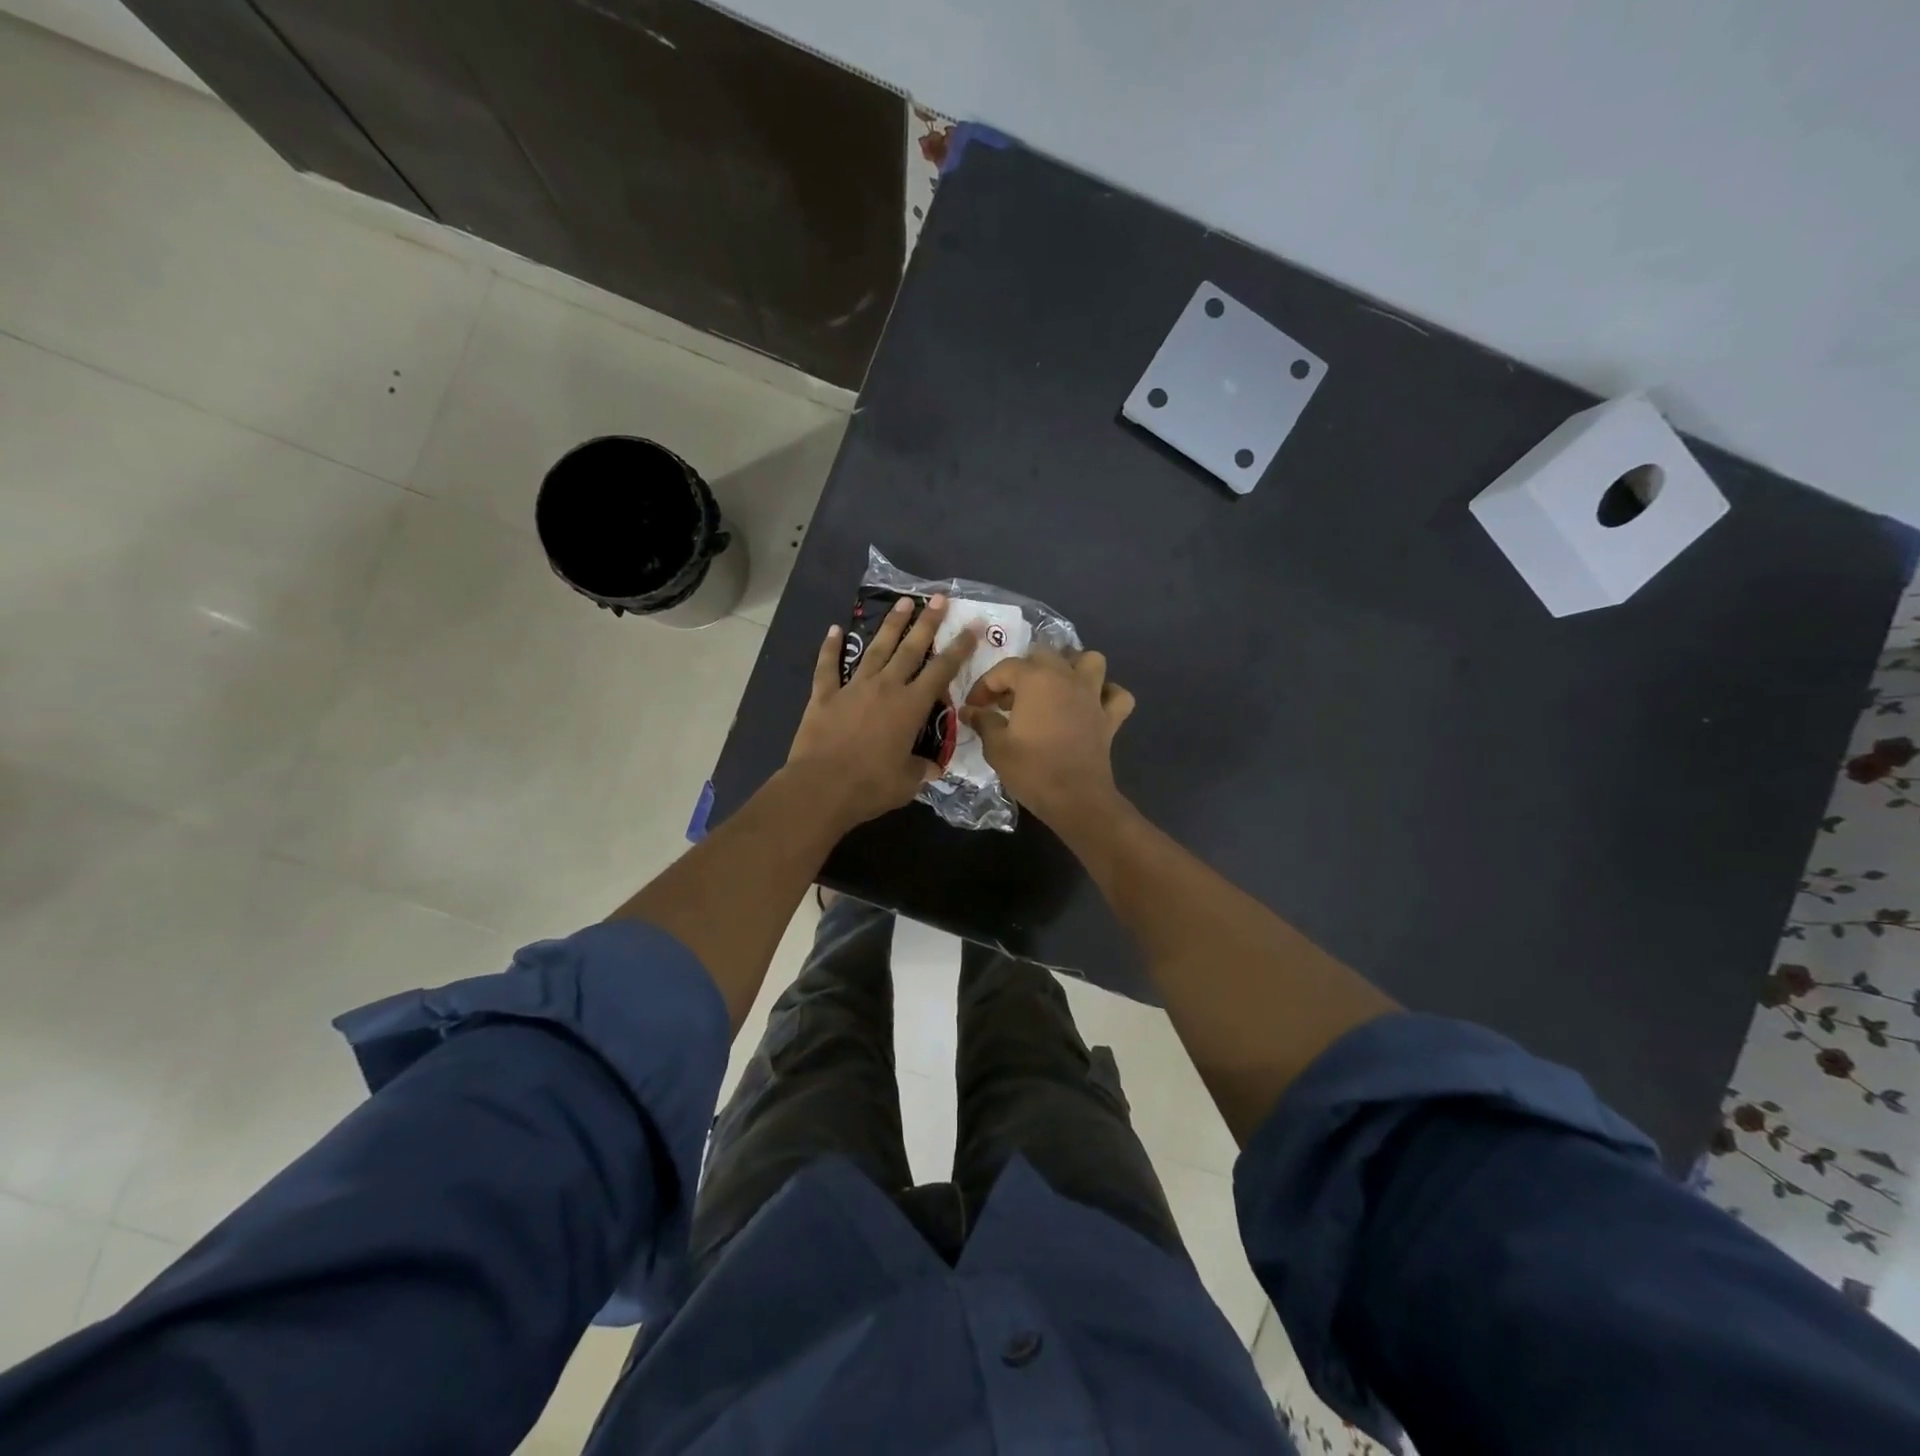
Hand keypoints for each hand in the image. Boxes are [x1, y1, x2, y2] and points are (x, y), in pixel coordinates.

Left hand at [785, 594, 975, 831]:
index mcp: (911, 707)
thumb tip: (932, 767)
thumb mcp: (907, 782)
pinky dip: (829, 648)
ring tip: (903, 603)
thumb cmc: (870, 786)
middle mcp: (886, 688)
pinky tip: (833, 630)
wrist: (821, 787)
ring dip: (890, 625)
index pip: (942, 671)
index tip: (972, 627)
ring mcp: (853, 688)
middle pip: (911, 649)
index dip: (960, 648)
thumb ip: (921, 769)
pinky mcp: (824, 695)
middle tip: (939, 598)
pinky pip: (827, 666)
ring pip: (876, 649)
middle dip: (927, 622)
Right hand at [961, 648, 1134, 825]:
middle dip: (1022, 672)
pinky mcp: (1110, 717)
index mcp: (1036, 679)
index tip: (974, 706)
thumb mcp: (996, 747)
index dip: (985, 685)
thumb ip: (983, 721)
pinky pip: (1116, 695)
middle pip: (1044, 655)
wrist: (1075, 799)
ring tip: (1054, 686)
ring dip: (1072, 667)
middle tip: (1008, 699)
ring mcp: (1093, 695)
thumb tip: (970, 710)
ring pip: (1090, 661)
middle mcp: (1067, 677)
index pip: (1004, 669)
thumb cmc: (1032, 770)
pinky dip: (1106, 694)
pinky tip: (1092, 705)